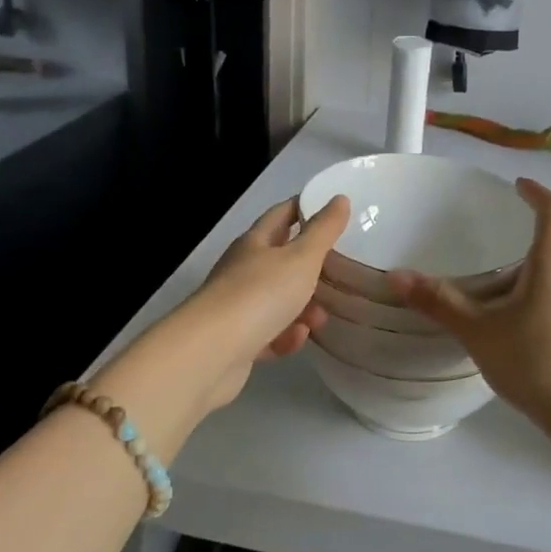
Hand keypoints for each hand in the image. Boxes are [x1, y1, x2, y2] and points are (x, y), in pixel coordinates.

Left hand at [190, 195, 348, 408]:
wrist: (211, 353)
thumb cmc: (260, 294)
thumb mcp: (301, 258)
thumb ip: (323, 230)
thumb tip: (339, 198)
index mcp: (254, 243)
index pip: (281, 214)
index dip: (305, 209)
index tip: (332, 211)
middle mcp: (242, 270)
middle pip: (281, 261)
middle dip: (311, 269)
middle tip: (337, 274)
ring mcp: (236, 306)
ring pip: (278, 300)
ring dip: (303, 308)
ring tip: (319, 320)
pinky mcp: (236, 341)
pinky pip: (268, 333)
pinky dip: (285, 336)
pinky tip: (294, 341)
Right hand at [387, 180, 550, 425]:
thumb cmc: (536, 360)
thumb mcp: (479, 331)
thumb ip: (440, 302)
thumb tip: (397, 275)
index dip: (536, 193)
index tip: (518, 185)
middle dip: (534, 230)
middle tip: (502, 233)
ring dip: (539, 264)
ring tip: (505, 275)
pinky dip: (546, 289)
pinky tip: (521, 316)